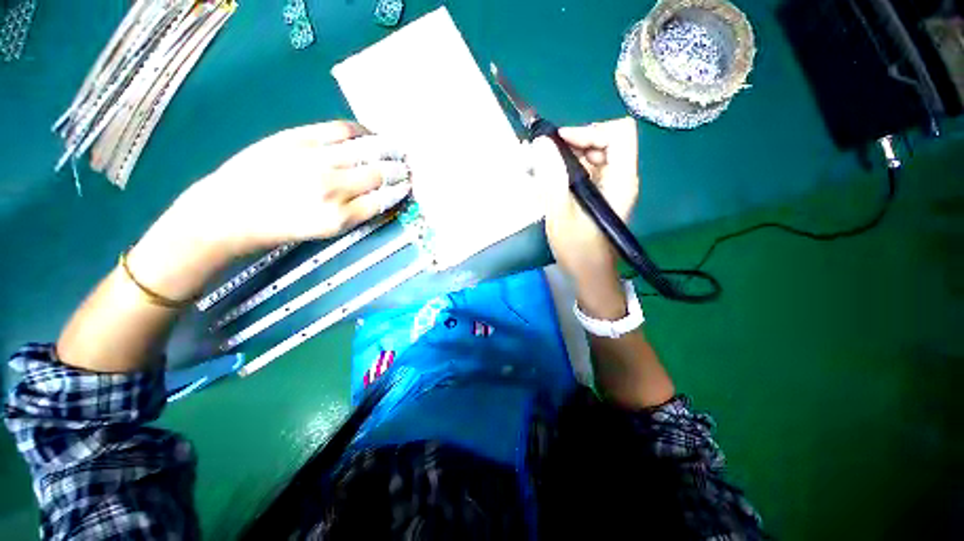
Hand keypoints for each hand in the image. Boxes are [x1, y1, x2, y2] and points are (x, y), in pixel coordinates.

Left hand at [189, 120, 411, 255]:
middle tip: (407, 167)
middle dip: (399, 170)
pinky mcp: (298, 138)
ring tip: (396, 148)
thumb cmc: (280, 228)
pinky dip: (360, 131)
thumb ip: (357, 214)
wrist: (229, 212)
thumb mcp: (325, 232)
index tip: (408, 186)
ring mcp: (315, 160)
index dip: (400, 191)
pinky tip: (368, 134)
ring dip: (388, 149)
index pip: (384, 200)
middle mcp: (333, 188)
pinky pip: (340, 130)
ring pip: (366, 150)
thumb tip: (382, 197)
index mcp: (340, 217)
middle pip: (379, 174)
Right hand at [534, 118, 638, 316]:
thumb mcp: (561, 215)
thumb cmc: (578, 250)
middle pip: (604, 141)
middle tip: (545, 156)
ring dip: (568, 157)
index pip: (619, 132)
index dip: (590, 130)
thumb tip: (541, 143)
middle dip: (573, 143)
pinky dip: (568, 171)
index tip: (561, 143)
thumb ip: (552, 179)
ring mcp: (611, 187)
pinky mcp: (600, 196)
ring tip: (543, 169)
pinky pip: (587, 172)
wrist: (590, 275)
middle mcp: (620, 178)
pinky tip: (550, 182)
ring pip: (593, 156)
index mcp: (620, 180)